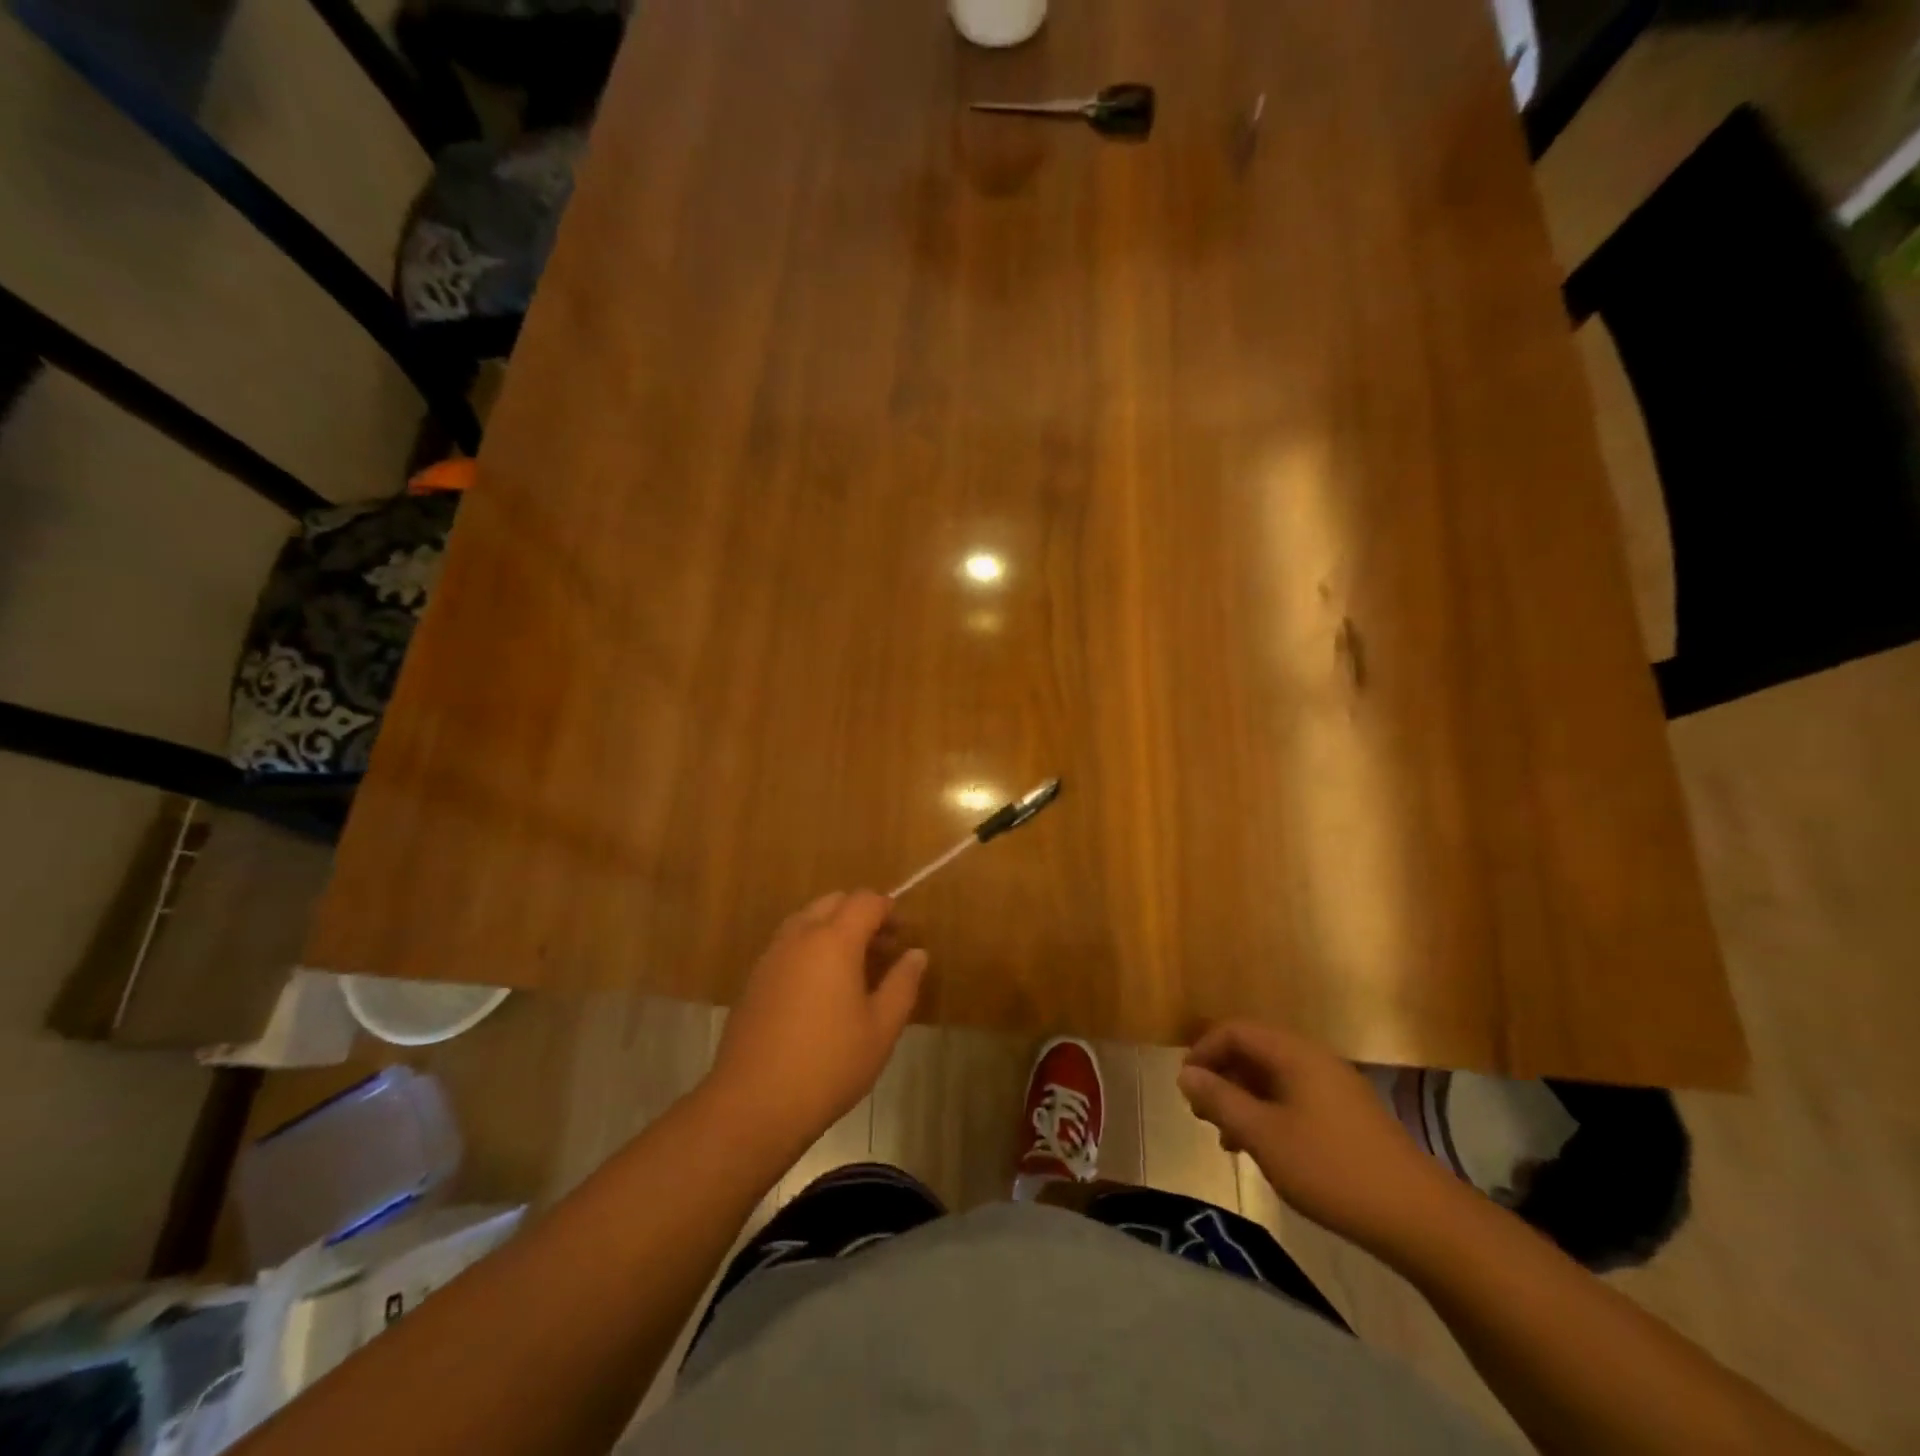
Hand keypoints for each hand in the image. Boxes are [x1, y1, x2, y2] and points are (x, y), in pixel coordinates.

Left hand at [707, 890, 926, 1156]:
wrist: (753, 1103)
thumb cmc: (829, 1064)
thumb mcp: (881, 1028)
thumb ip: (903, 984)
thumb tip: (917, 954)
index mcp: (833, 941)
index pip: (865, 901)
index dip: (888, 910)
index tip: (904, 934)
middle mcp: (799, 937)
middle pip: (833, 902)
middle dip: (861, 914)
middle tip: (882, 948)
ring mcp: (771, 956)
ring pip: (806, 920)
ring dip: (833, 929)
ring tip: (853, 968)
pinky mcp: (754, 979)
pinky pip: (788, 944)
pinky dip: (810, 948)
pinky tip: (821, 989)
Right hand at [1178, 1021, 1456, 1252]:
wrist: (1420, 1218)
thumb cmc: (1332, 1169)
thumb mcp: (1263, 1136)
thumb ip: (1220, 1100)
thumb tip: (1185, 1074)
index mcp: (1294, 1053)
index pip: (1235, 1031)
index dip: (1204, 1052)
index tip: (1185, 1087)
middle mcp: (1314, 1060)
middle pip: (1254, 1051)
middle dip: (1222, 1077)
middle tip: (1202, 1114)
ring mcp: (1335, 1088)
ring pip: (1273, 1079)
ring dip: (1243, 1100)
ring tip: (1227, 1139)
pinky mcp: (1348, 1117)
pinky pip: (1294, 1099)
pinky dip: (1269, 1114)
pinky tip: (1265, 1151)